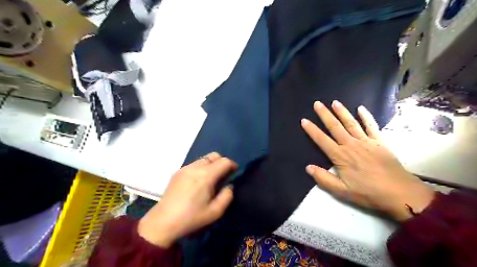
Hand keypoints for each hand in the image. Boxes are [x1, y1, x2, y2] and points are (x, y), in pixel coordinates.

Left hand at [137, 153, 235, 246]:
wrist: (162, 222)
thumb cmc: (191, 218)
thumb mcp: (215, 212)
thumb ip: (227, 196)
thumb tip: (229, 186)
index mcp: (206, 176)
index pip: (224, 161)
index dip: (232, 165)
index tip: (234, 173)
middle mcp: (196, 167)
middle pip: (214, 155)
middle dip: (222, 162)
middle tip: (223, 175)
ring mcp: (185, 168)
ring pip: (204, 158)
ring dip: (211, 164)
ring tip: (210, 178)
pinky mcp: (177, 172)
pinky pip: (194, 164)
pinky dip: (201, 167)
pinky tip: (198, 181)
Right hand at [301, 101, 434, 220]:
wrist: (399, 193)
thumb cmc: (367, 193)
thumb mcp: (341, 191)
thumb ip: (323, 178)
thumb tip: (308, 167)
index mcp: (340, 156)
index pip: (322, 140)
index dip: (312, 130)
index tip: (304, 120)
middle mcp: (351, 145)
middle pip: (335, 127)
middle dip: (325, 114)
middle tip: (317, 103)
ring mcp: (366, 141)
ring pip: (351, 123)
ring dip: (342, 112)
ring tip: (335, 102)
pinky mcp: (379, 142)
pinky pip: (371, 126)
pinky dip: (366, 116)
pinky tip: (361, 108)